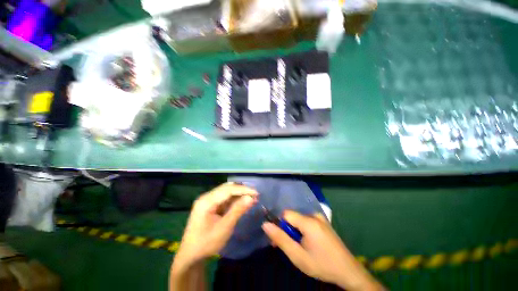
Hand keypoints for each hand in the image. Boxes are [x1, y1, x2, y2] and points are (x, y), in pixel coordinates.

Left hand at [173, 182, 257, 270]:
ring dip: (239, 194)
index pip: (228, 190)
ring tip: (251, 198)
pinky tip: (242, 202)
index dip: (243, 189)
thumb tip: (251, 198)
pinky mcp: (210, 205)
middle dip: (242, 190)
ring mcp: (207, 201)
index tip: (256, 193)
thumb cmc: (206, 243)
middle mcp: (206, 197)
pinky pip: (224, 199)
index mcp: (206, 201)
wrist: (190, 256)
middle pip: (227, 188)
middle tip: (255, 195)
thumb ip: (237, 210)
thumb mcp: (224, 228)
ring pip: (226, 192)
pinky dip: (234, 200)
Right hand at [262, 211, 382, 290]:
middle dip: (287, 230)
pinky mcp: (323, 222)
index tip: (279, 239)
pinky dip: (303, 230)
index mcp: (308, 222)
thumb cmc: (321, 265)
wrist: (348, 271)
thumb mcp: (298, 256)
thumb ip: (280, 239)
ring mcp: (320, 218)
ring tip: (299, 247)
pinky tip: (308, 243)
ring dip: (295, 231)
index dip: (280, 225)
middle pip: (293, 217)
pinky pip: (307, 221)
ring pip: (299, 219)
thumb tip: (265, 224)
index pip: (286, 214)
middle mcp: (314, 215)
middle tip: (289, 247)